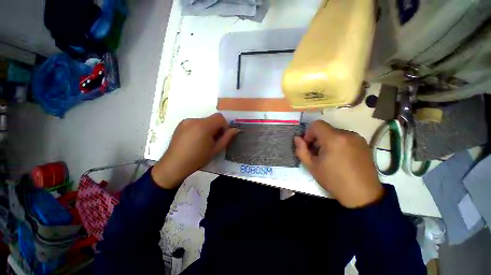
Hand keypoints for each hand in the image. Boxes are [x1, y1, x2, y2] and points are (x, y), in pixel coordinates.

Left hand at [152, 113, 237, 188]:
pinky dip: (199, 129)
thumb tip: (235, 130)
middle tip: (214, 140)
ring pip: (203, 121)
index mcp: (204, 126)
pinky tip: (195, 140)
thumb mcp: (215, 149)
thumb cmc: (197, 159)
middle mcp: (194, 120)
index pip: (219, 117)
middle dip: (216, 127)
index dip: (224, 125)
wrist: (174, 165)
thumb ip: (226, 138)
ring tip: (204, 141)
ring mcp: (186, 121)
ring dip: (208, 128)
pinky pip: (195, 123)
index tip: (223, 135)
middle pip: (211, 119)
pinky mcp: (180, 125)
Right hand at [294, 120, 382, 207]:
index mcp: (334, 139)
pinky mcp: (364, 144)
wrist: (362, 195)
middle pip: (326, 129)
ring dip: (328, 141)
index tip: (309, 145)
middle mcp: (347, 134)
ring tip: (329, 157)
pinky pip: (345, 138)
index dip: (309, 133)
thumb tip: (297, 138)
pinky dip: (338, 143)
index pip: (317, 124)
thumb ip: (301, 150)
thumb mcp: (312, 166)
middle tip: (317, 154)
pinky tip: (340, 158)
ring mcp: (358, 138)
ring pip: (335, 133)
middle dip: (318, 139)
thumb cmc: (334, 180)